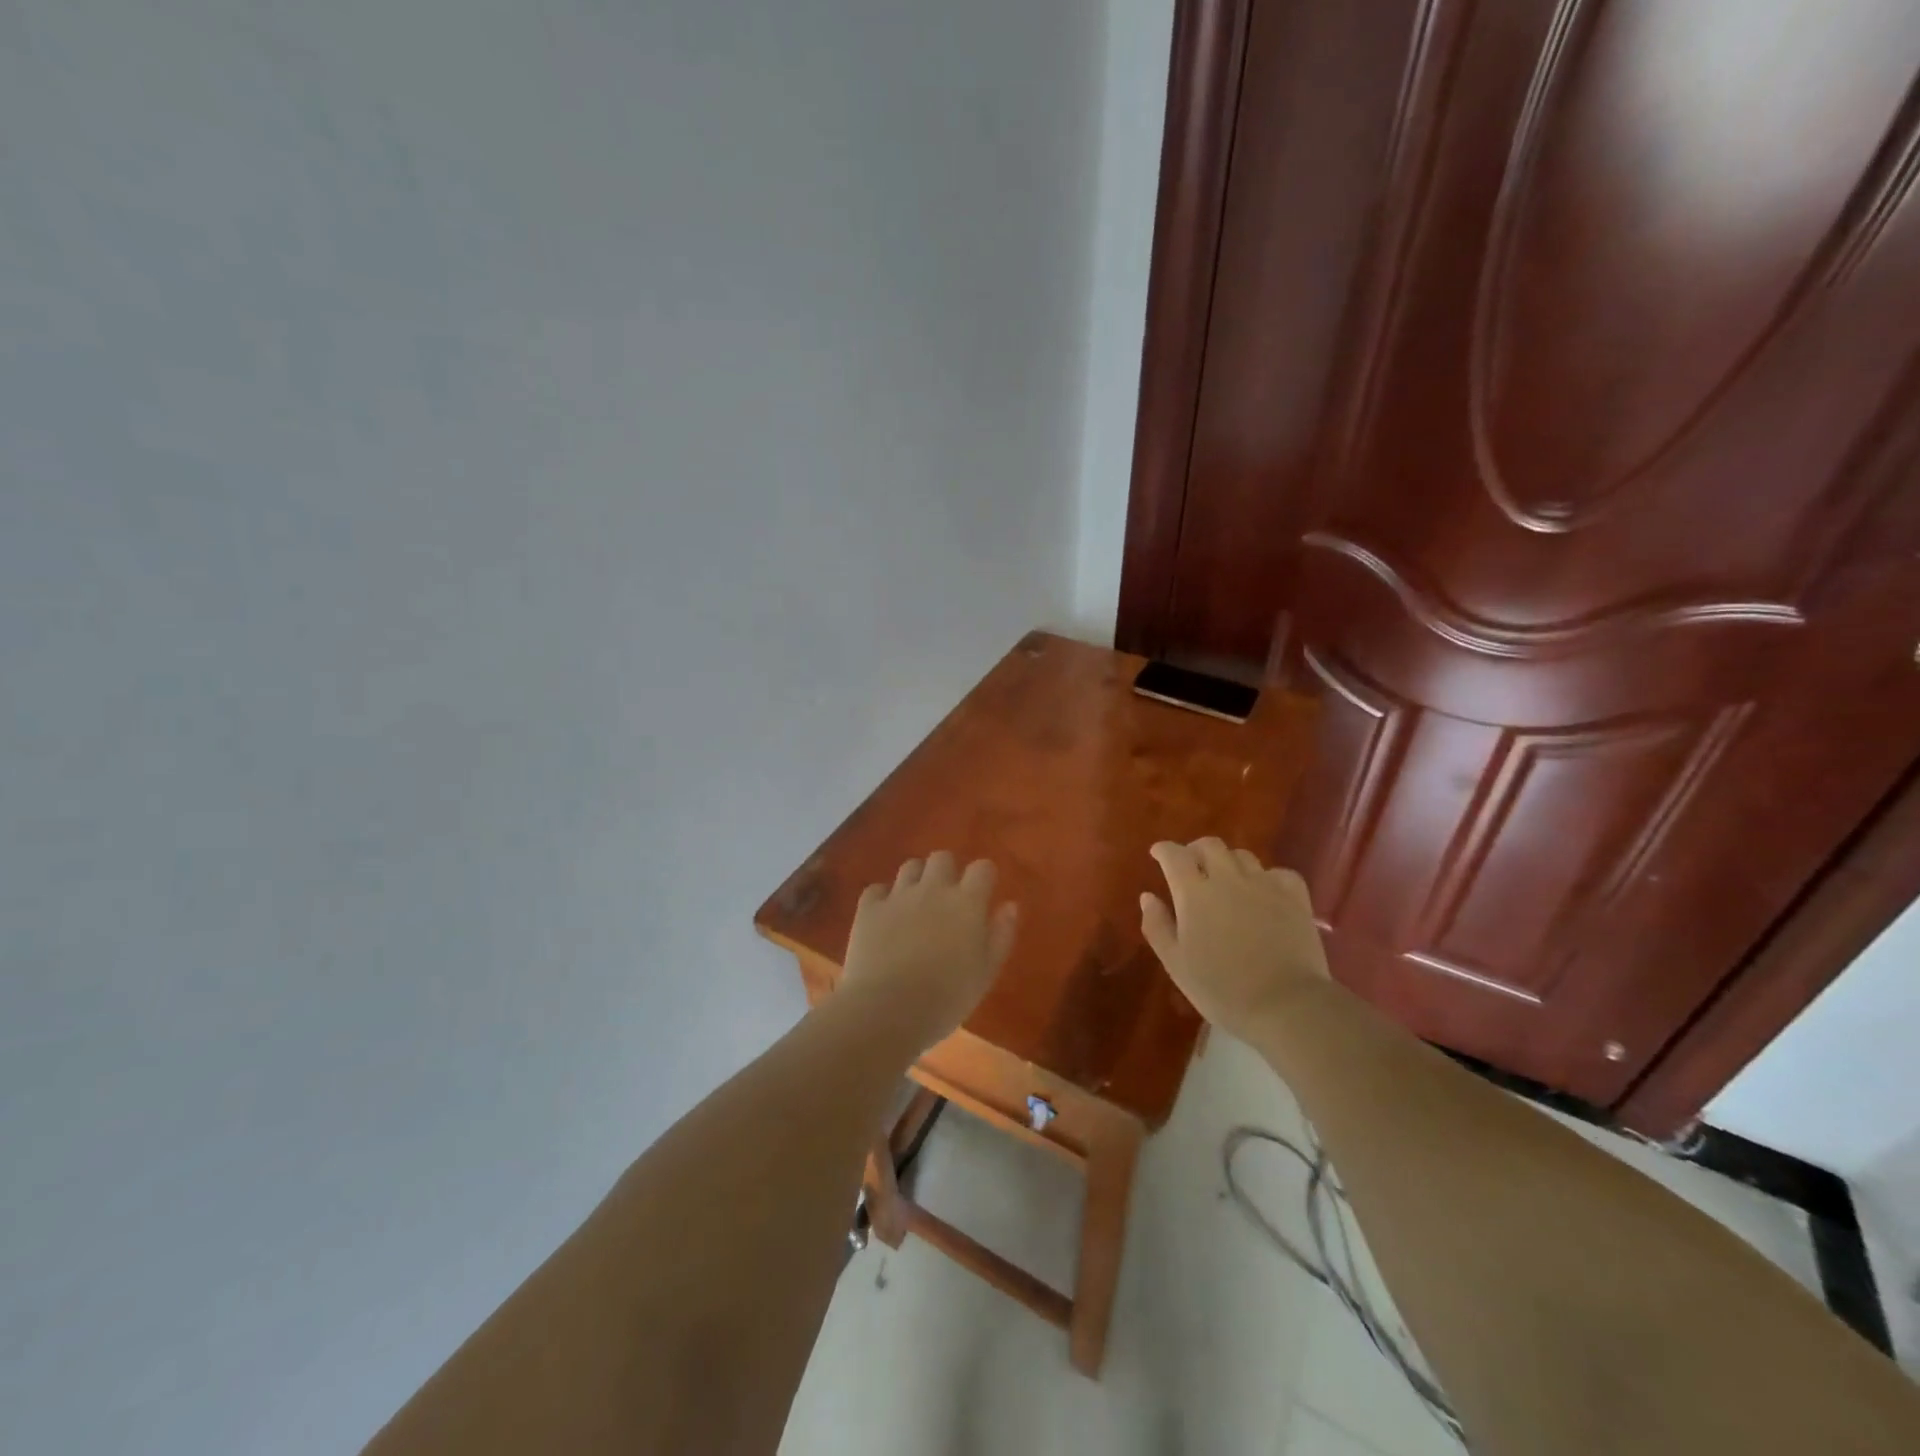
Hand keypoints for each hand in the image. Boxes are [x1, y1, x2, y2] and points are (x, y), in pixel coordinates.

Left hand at [840, 852, 1018, 1049]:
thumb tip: (1009, 905)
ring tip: (916, 904)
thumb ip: (1001, 935)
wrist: (888, 1009)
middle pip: (942, 857)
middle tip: (947, 898)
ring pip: (910, 867)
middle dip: (947, 871)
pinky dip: (883, 898)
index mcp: (967, 902)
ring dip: (917, 879)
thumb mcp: (986, 973)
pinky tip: (885, 917)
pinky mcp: (869, 908)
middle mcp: (933, 888)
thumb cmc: (946, 998)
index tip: (983, 893)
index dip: (984, 877)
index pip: (982, 868)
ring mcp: (898, 895)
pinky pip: (876, 889)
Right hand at [1140, 838, 1330, 1040]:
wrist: (1286, 1005)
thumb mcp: (1176, 964)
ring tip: (1226, 880)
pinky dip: (1267, 877)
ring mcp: (1264, 885)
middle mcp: (1228, 879)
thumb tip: (1148, 897)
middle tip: (1191, 866)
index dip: (1164, 850)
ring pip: (1242, 856)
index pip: (1174, 855)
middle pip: (1210, 846)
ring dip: (1228, 862)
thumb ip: (1157, 926)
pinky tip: (1265, 892)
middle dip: (1196, 850)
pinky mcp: (1295, 897)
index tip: (1158, 854)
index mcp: (1194, 893)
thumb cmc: (1222, 989)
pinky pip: (1278, 873)